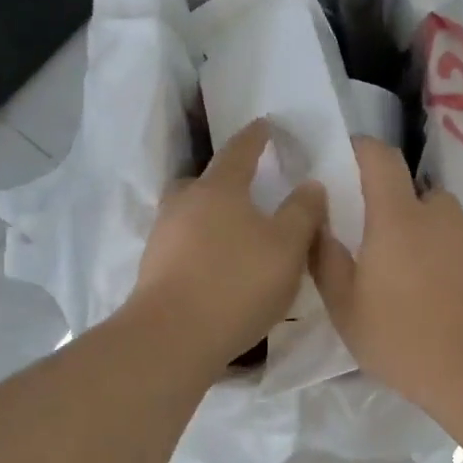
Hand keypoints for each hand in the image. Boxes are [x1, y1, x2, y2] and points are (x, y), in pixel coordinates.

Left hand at [127, 119, 327, 370]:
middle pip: (203, 181)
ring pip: (189, 214)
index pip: (240, 150)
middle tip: (245, 188)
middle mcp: (184, 203)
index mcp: (219, 188)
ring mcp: (162, 237)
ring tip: (235, 234)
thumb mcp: (288, 247)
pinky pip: (182, 245)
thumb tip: (310, 184)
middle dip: (224, 180)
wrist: (173, 337)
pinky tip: (217, 267)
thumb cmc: (238, 282)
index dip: (256, 137)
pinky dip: (200, 247)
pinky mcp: (153, 270)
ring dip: (210, 217)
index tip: (265, 124)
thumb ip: (303, 212)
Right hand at [311, 138, 462, 414]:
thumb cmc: (407, 341)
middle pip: (408, 194)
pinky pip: (456, 247)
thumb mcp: (347, 309)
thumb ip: (326, 261)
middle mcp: (438, 214)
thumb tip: (318, 225)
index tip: (338, 166)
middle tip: (367, 250)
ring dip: (415, 239)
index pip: (379, 156)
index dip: (357, 150)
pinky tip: (434, 303)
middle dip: (386, 211)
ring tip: (402, 286)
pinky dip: (440, 261)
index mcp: (398, 217)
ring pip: (434, 223)